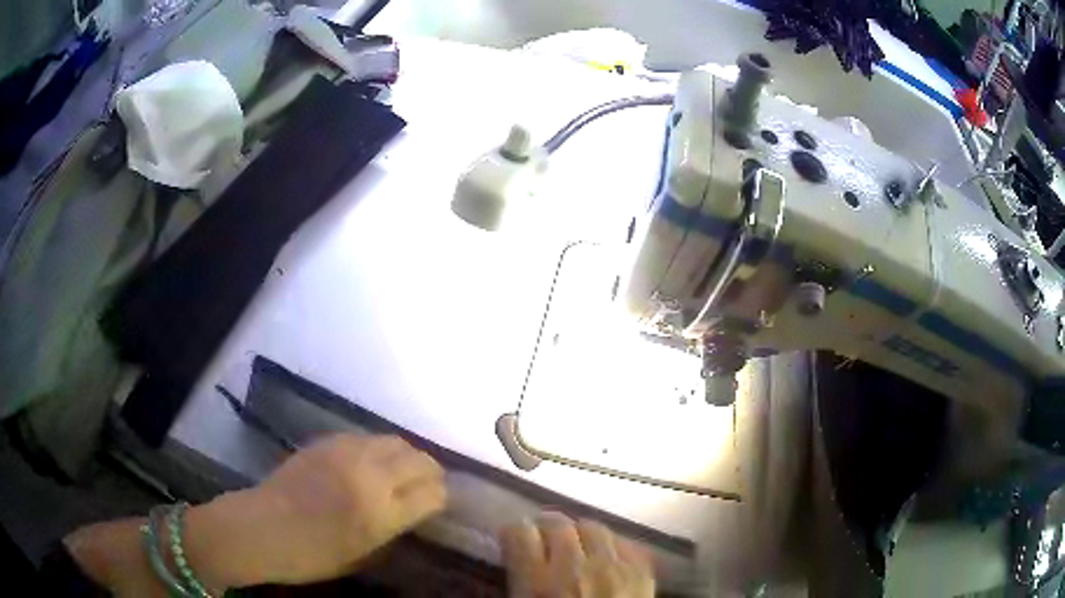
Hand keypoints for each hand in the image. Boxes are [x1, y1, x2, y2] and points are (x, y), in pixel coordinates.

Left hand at [186, 434, 446, 587]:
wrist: (262, 528)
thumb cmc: (312, 555)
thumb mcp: (362, 555)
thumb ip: (393, 529)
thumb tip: (413, 510)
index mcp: (380, 513)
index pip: (433, 493)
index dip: (441, 497)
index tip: (438, 503)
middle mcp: (369, 477)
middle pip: (419, 460)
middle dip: (431, 472)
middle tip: (428, 484)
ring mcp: (347, 453)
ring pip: (395, 441)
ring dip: (406, 455)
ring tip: (401, 470)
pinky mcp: (327, 441)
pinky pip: (366, 437)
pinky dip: (378, 448)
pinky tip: (370, 463)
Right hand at [500, 513, 654, 597]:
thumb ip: (519, 586)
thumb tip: (518, 567)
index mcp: (538, 583)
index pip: (519, 533)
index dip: (513, 534)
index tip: (513, 540)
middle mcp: (576, 568)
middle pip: (557, 524)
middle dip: (545, 529)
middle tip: (543, 541)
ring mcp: (615, 568)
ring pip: (593, 527)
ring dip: (579, 534)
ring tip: (576, 547)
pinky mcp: (642, 573)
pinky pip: (625, 544)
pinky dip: (612, 546)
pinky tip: (606, 560)